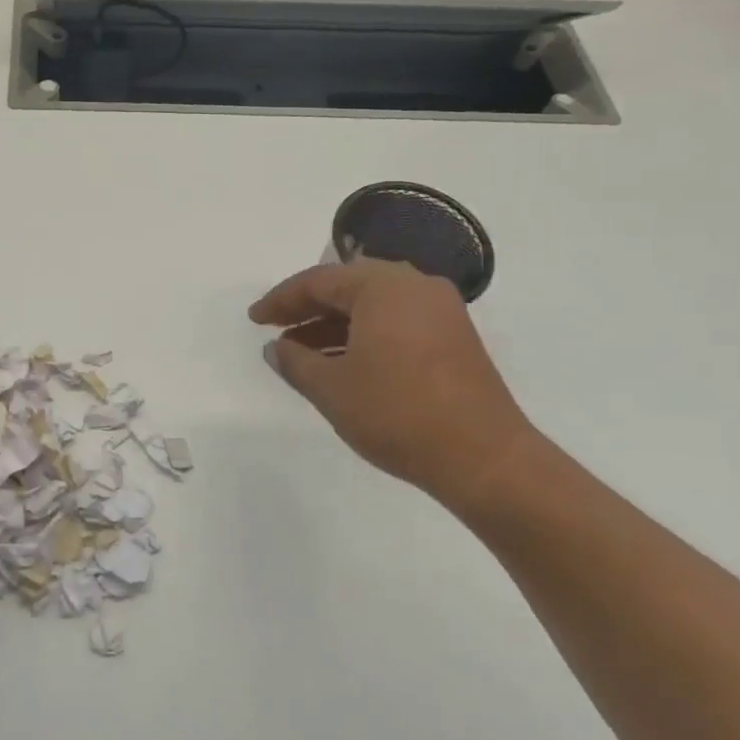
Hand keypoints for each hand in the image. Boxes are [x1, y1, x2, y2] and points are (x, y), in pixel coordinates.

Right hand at [249, 258, 538, 507]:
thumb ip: (296, 362)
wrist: (484, 459)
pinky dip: (363, 335)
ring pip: (372, 306)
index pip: (319, 281)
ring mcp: (440, 311)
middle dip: (307, 308)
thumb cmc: (397, 414)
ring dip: (334, 324)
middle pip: (348, 287)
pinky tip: (341, 363)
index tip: (254, 319)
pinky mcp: (453, 337)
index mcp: (384, 287)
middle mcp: (415, 286)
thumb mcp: (332, 388)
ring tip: (300, 352)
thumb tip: (277, 349)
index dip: (281, 300)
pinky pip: (395, 322)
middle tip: (275, 329)